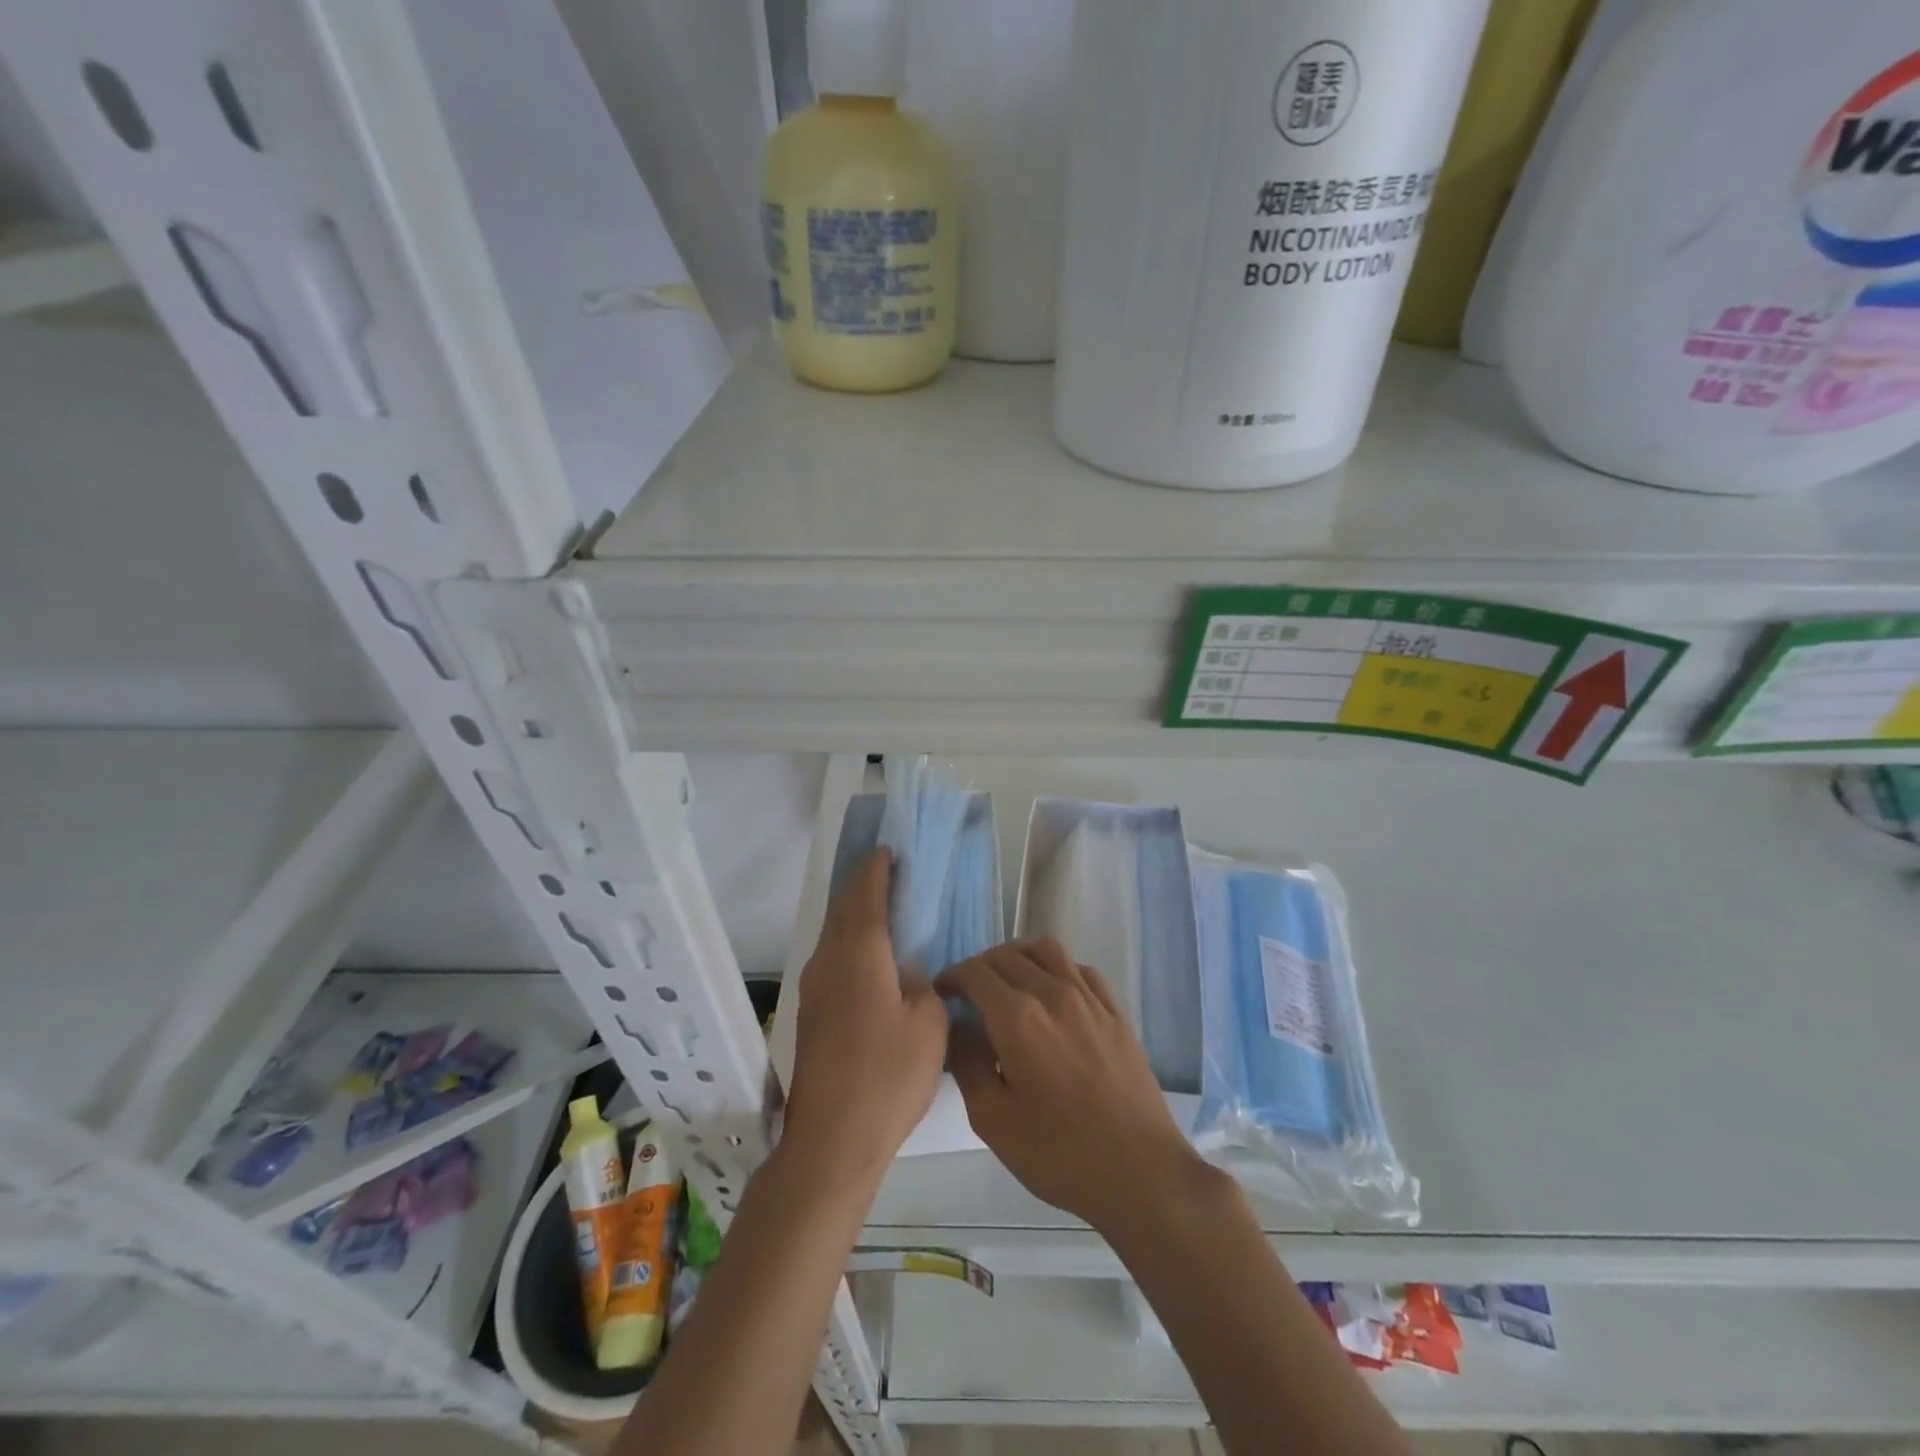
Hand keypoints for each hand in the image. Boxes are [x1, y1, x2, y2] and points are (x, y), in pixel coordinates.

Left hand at [783, 849, 949, 1189]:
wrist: (832, 1141)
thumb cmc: (887, 1077)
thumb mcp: (928, 1024)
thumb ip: (924, 984)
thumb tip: (908, 970)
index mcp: (858, 954)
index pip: (865, 893)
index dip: (878, 868)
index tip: (892, 850)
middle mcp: (828, 961)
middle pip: (844, 908)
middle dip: (866, 885)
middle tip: (896, 873)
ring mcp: (815, 987)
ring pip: (836, 934)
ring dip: (858, 914)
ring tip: (890, 909)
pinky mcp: (812, 1012)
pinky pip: (834, 958)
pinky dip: (854, 942)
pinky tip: (876, 957)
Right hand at [938, 939, 1210, 1233]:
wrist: (1139, 1171)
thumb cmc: (1059, 1153)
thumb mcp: (993, 1120)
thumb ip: (967, 1064)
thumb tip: (958, 1027)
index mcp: (1018, 1019)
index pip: (976, 973)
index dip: (953, 976)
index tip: (943, 993)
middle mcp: (1053, 994)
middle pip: (1007, 956)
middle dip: (979, 966)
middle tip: (968, 992)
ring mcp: (1089, 998)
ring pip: (1046, 950)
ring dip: (1018, 955)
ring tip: (1007, 980)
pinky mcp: (1115, 1010)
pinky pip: (1079, 968)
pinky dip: (1056, 967)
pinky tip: (1051, 991)